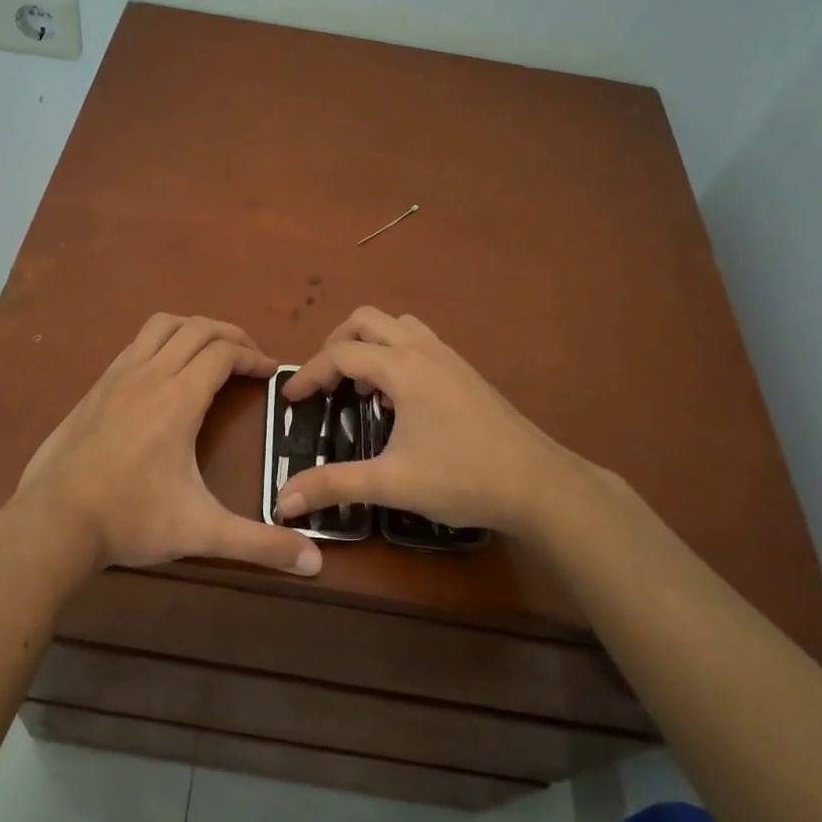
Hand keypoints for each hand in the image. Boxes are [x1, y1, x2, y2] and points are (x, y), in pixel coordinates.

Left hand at [12, 314, 321, 576]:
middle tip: (250, 357)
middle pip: (198, 328)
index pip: (224, 352)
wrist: (53, 521)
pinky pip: (136, 343)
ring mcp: (118, 376)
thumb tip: (315, 563)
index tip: (271, 372)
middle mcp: (150, 374)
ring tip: (211, 352)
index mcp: (179, 398)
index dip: (253, 356)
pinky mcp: (96, 386)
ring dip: (194, 329)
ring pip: (162, 326)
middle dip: (231, 334)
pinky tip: (164, 372)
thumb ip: (259, 545)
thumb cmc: (131, 519)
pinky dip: (162, 342)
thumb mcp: (201, 532)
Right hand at [276, 307, 611, 539]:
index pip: (341, 354)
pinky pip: (418, 339)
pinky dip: (395, 351)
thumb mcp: (391, 483)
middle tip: (325, 381)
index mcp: (402, 368)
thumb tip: (282, 500)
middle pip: (366, 320)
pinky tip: (399, 395)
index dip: (309, 374)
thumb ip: (333, 485)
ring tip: (360, 384)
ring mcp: (448, 356)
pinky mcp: (465, 370)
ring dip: (369, 342)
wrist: (538, 484)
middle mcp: (423, 349)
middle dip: (336, 344)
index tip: (291, 400)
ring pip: (396, 324)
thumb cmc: (462, 478)